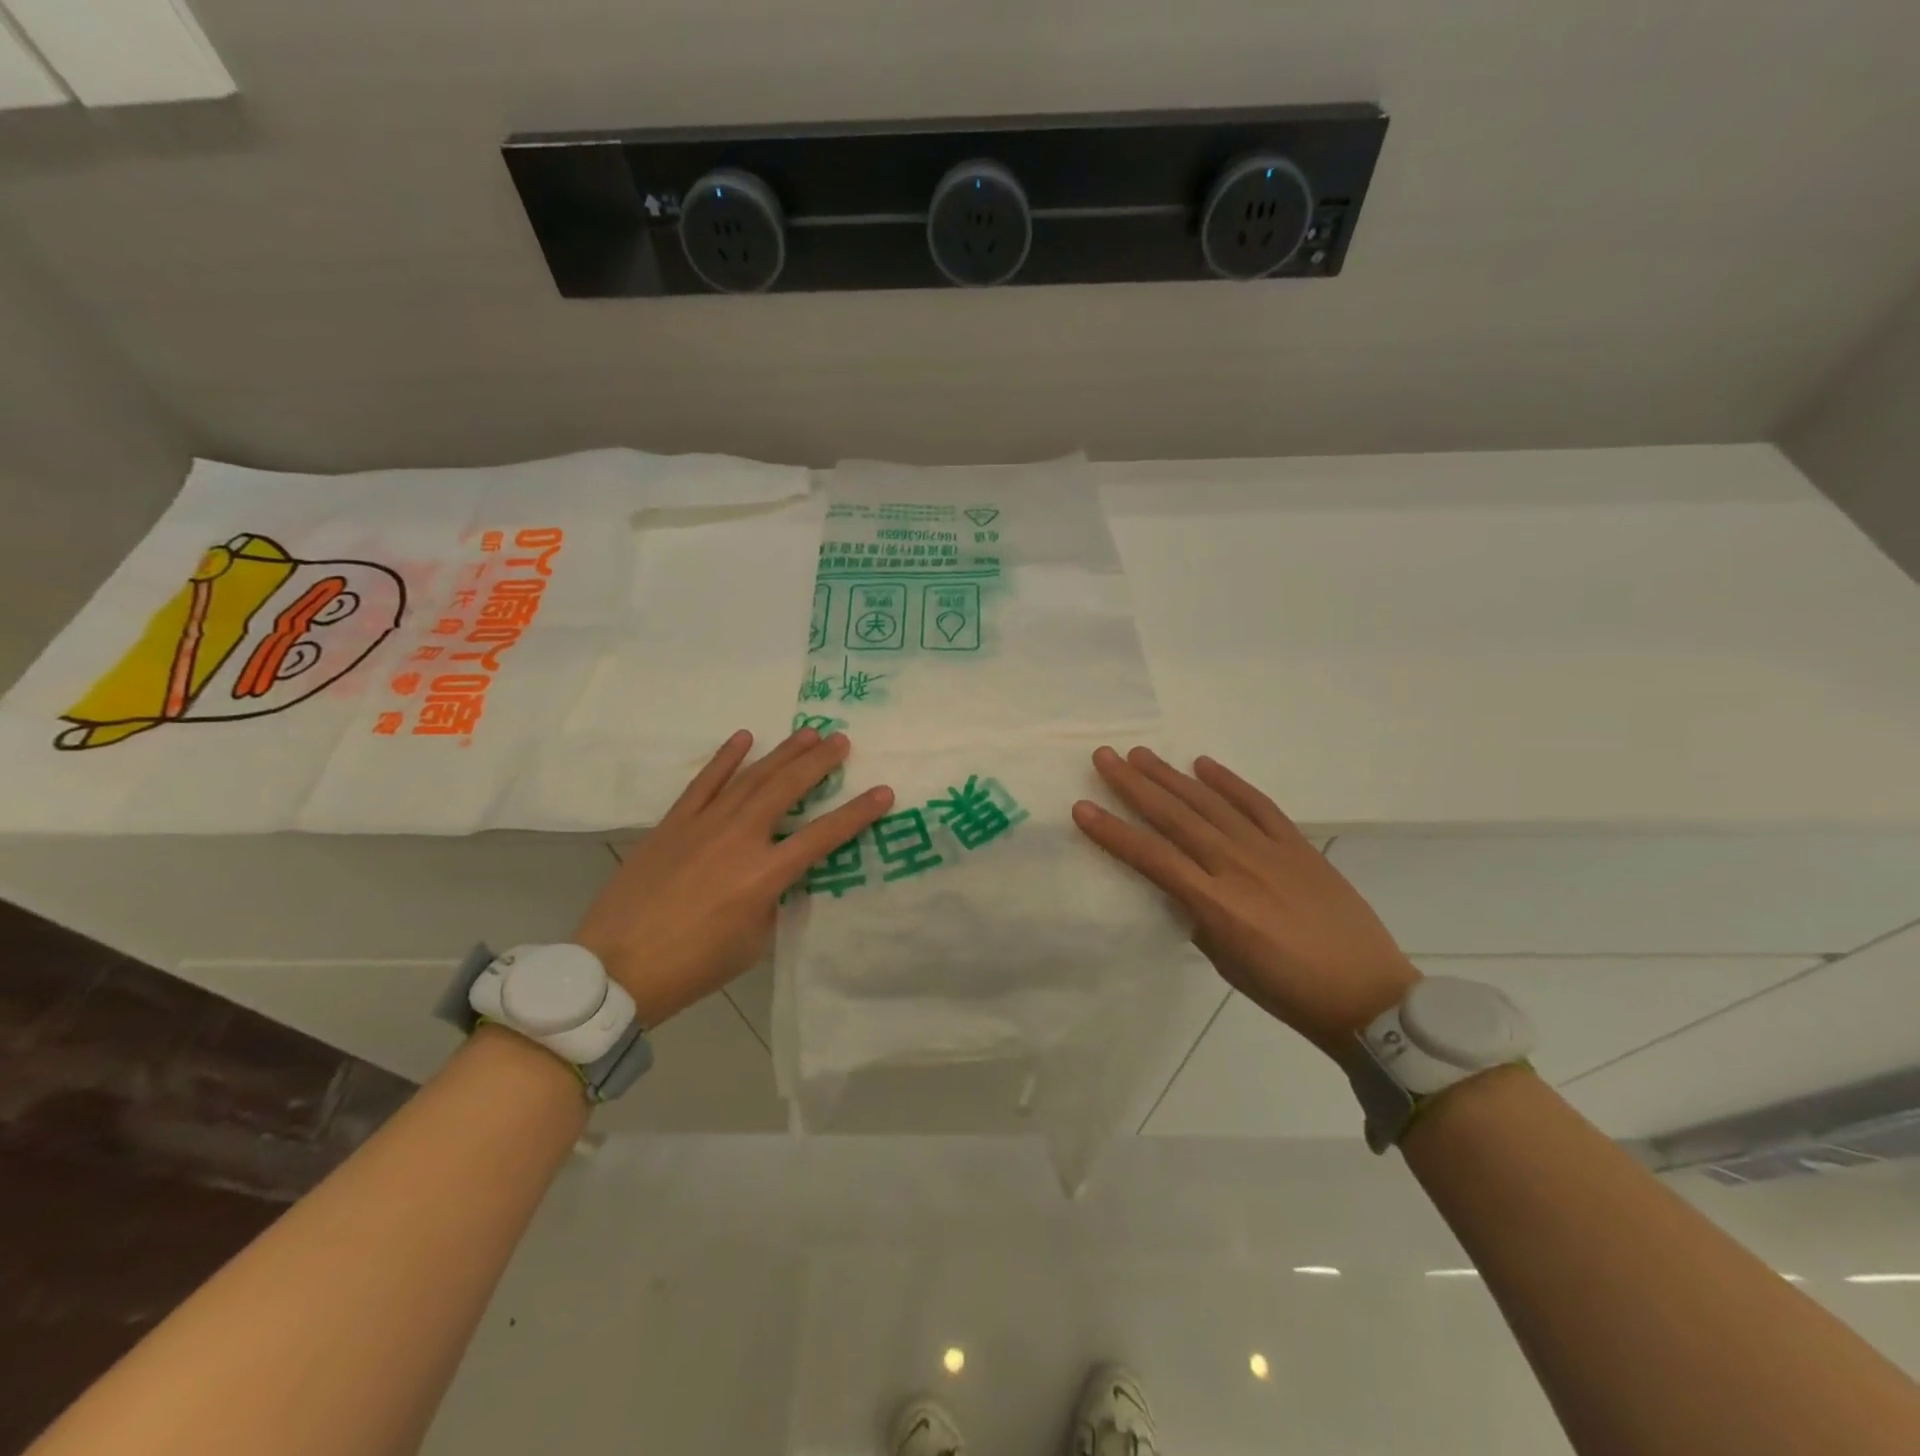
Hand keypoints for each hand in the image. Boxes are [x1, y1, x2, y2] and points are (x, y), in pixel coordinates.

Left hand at [572, 728, 892, 1027]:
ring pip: (751, 777)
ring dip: (782, 753)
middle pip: (787, 790)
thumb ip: (775, 899)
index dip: (857, 813)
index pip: (823, 835)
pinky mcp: (673, 823)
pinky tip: (745, 738)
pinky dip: (725, 758)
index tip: (883, 792)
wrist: (618, 967)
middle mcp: (739, 839)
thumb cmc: (694, 965)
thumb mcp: (754, 940)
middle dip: (818, 763)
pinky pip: (704, 782)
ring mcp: (703, 825)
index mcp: (764, 875)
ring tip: (808, 733)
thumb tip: (781, 873)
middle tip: (841, 740)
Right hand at [1072, 746, 1419, 1059]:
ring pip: (1211, 803)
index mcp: (1216, 904)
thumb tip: (1181, 885)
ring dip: (1172, 776)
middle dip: (1135, 785)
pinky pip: (1258, 805)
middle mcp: (1238, 867)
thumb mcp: (1226, 962)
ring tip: (1141, 754)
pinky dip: (1230, 782)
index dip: (1113, 832)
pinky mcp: (1298, 846)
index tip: (1083, 807)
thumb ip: (1198, 916)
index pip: (1152, 857)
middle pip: (1176, 817)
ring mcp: (1270, 851)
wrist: (1368, 996)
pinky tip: (1203, 765)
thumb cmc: (1288, 992)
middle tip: (1105, 757)